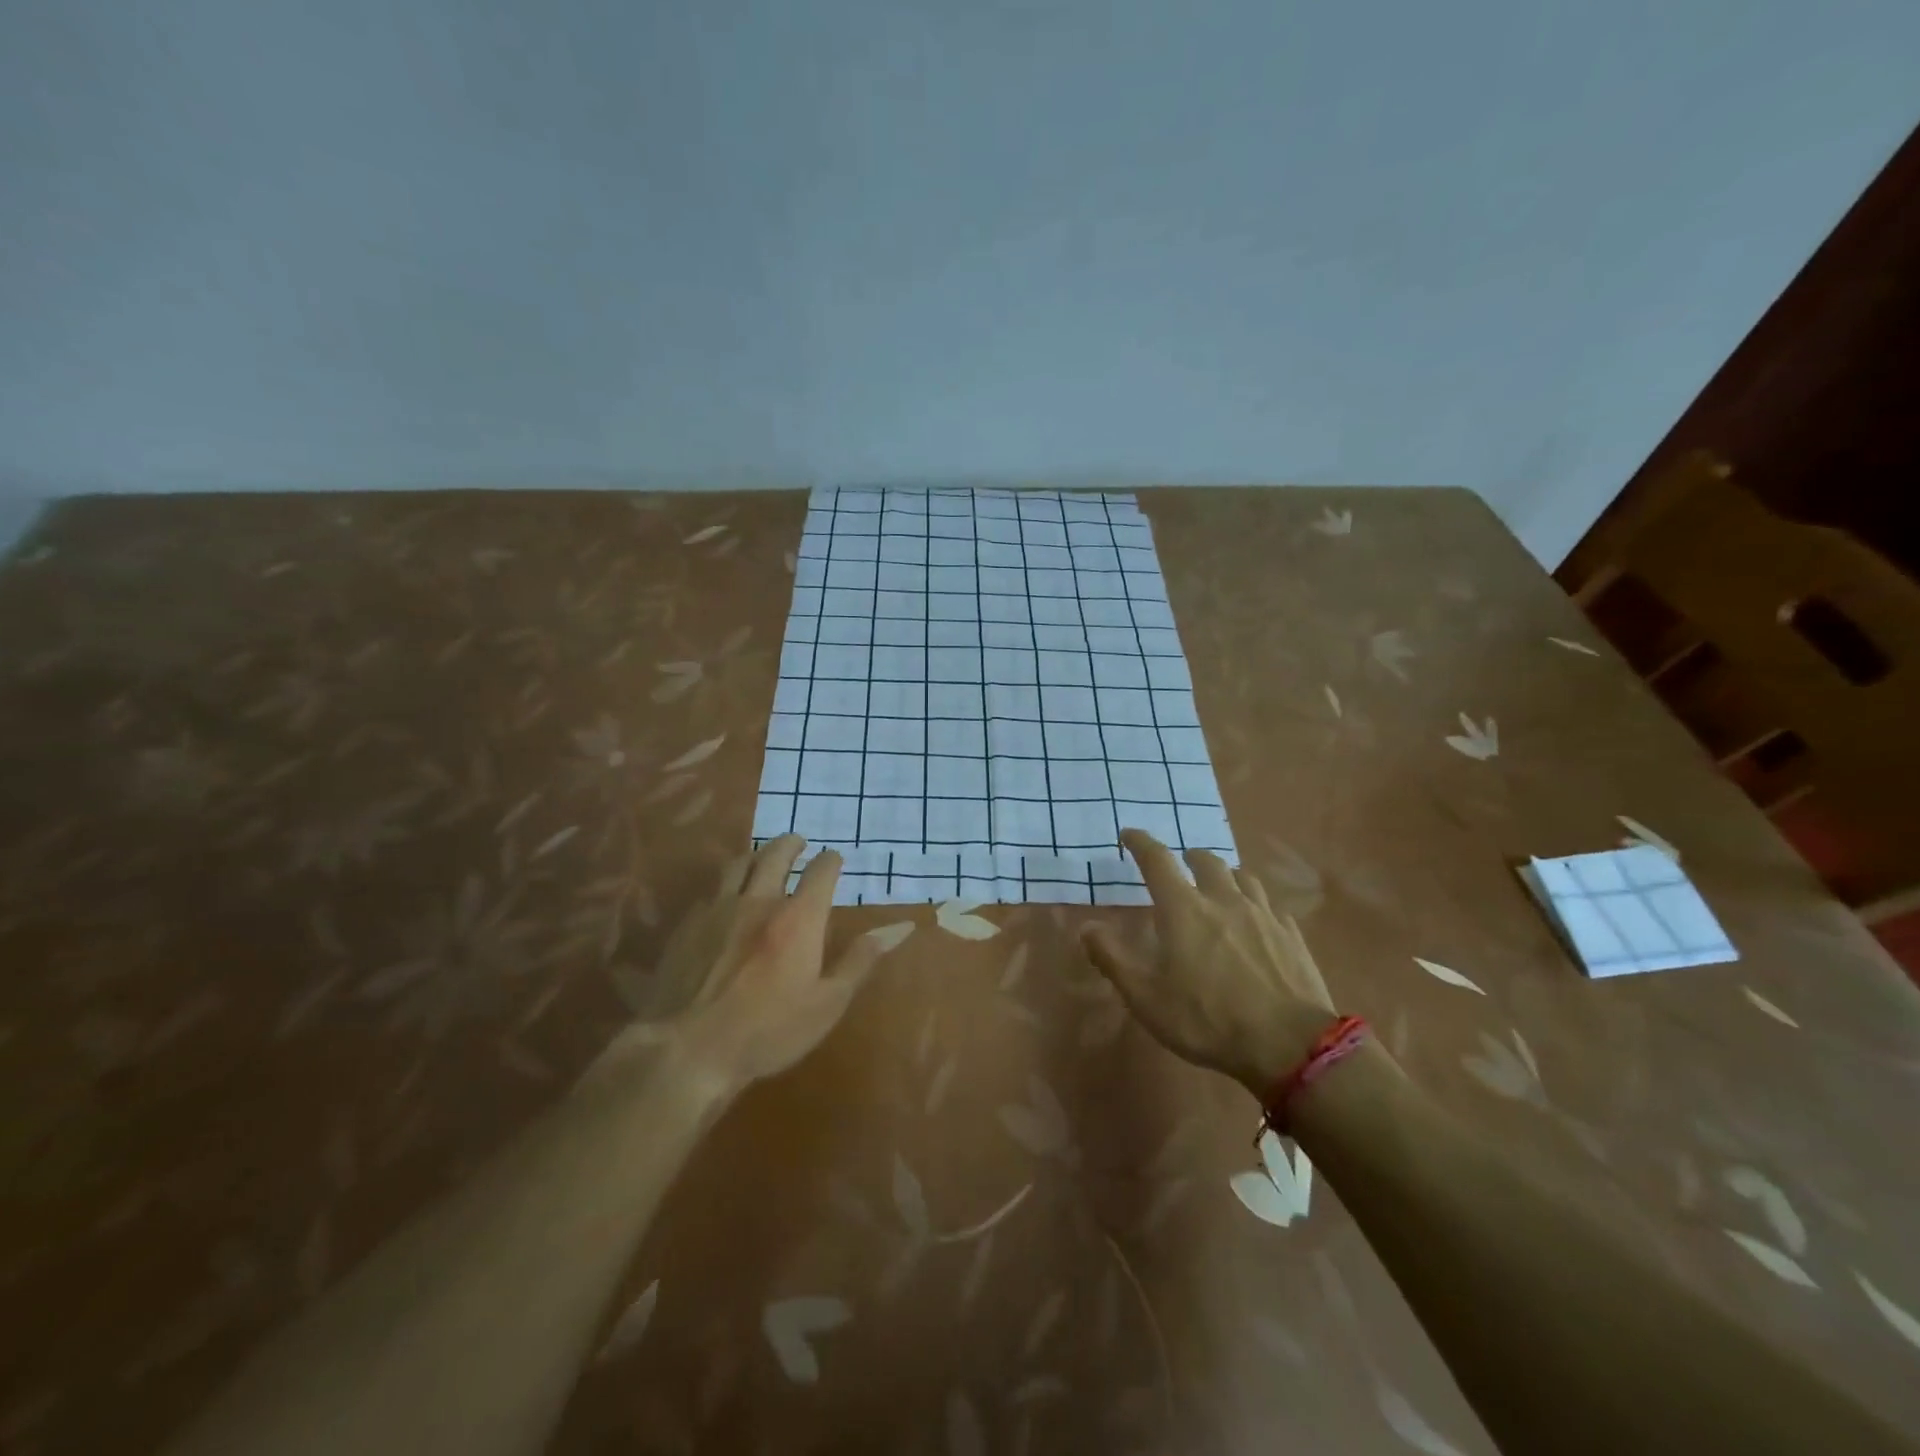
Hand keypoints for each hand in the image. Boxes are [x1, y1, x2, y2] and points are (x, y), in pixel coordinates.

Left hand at [588, 836, 892, 1095]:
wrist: (689, 1049)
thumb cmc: (768, 1031)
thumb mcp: (827, 1003)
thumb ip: (861, 959)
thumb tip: (901, 927)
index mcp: (798, 918)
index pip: (821, 871)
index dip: (831, 860)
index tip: (835, 860)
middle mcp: (759, 901)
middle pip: (775, 854)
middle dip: (791, 844)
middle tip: (799, 843)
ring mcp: (719, 910)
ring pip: (738, 864)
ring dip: (756, 855)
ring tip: (762, 858)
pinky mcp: (688, 926)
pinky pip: (711, 891)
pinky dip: (726, 885)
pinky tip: (725, 898)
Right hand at [1081, 830, 1339, 1096]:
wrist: (1289, 1045)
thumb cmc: (1206, 1019)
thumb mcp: (1145, 997)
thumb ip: (1112, 958)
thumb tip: (1086, 926)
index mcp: (1183, 909)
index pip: (1157, 860)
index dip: (1140, 843)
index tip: (1129, 834)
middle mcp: (1223, 899)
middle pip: (1206, 861)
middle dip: (1189, 858)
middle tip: (1181, 866)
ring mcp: (1263, 914)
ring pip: (1242, 877)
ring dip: (1225, 876)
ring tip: (1220, 888)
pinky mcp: (1291, 934)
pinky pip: (1270, 905)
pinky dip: (1256, 904)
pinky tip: (1257, 921)